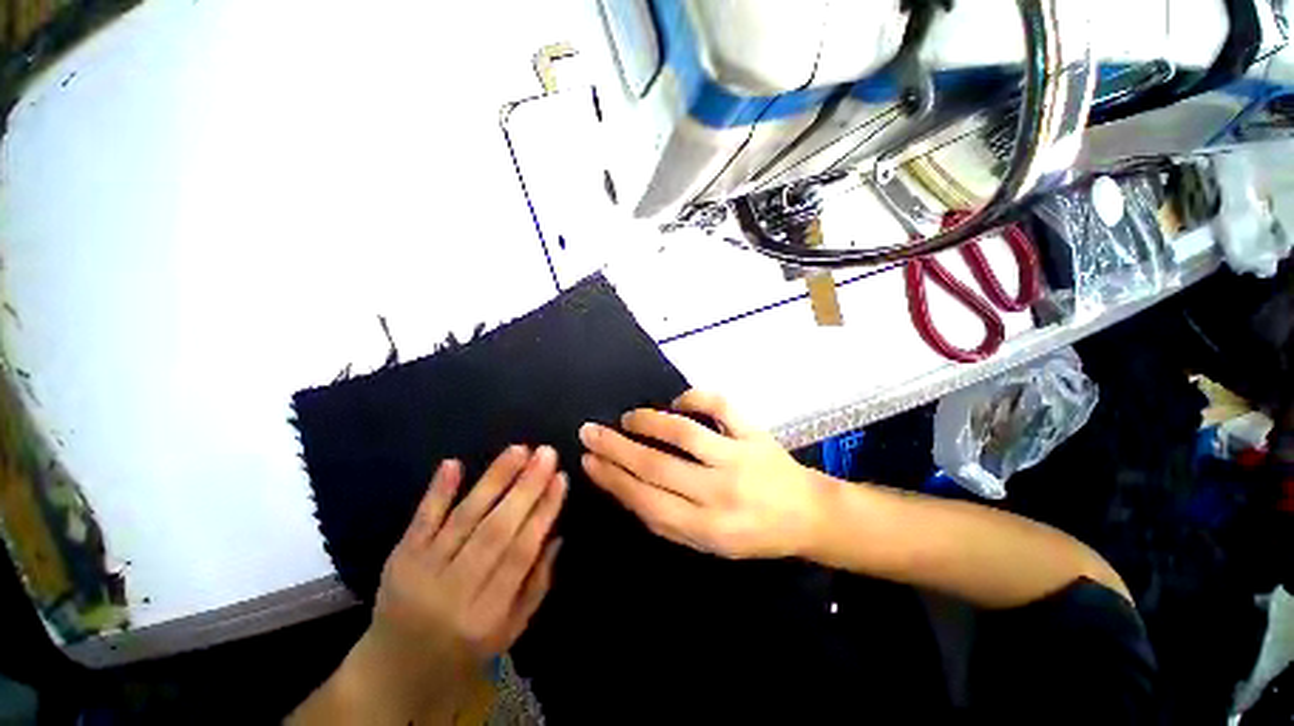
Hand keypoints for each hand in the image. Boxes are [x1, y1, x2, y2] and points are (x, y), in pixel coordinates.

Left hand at [344, 446, 566, 720]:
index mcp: (486, 614)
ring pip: (463, 518)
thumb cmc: (467, 645)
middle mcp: (453, 590)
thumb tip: (557, 534)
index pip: (520, 554)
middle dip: (525, 487)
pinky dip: (437, 490)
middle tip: (546, 453)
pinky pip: (421, 520)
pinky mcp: (399, 557)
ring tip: (519, 449)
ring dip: (493, 479)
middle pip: (494, 531)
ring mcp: (421, 571)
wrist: (397, 666)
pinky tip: (454, 463)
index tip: (561, 478)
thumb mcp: (511, 629)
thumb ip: (537, 583)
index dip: (543, 513)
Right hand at [579, 390, 820, 559]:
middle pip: (656, 466)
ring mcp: (738, 457)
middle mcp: (719, 492)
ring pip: (683, 433)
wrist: (808, 515)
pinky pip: (721, 407)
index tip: (587, 460)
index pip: (645, 500)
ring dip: (649, 422)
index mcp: (706, 528)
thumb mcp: (708, 544)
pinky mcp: (754, 433)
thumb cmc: (754, 534)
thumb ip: (668, 520)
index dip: (612, 478)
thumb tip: (626, 486)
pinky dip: (695, 397)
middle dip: (615, 448)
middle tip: (590, 431)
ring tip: (628, 418)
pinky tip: (678, 401)